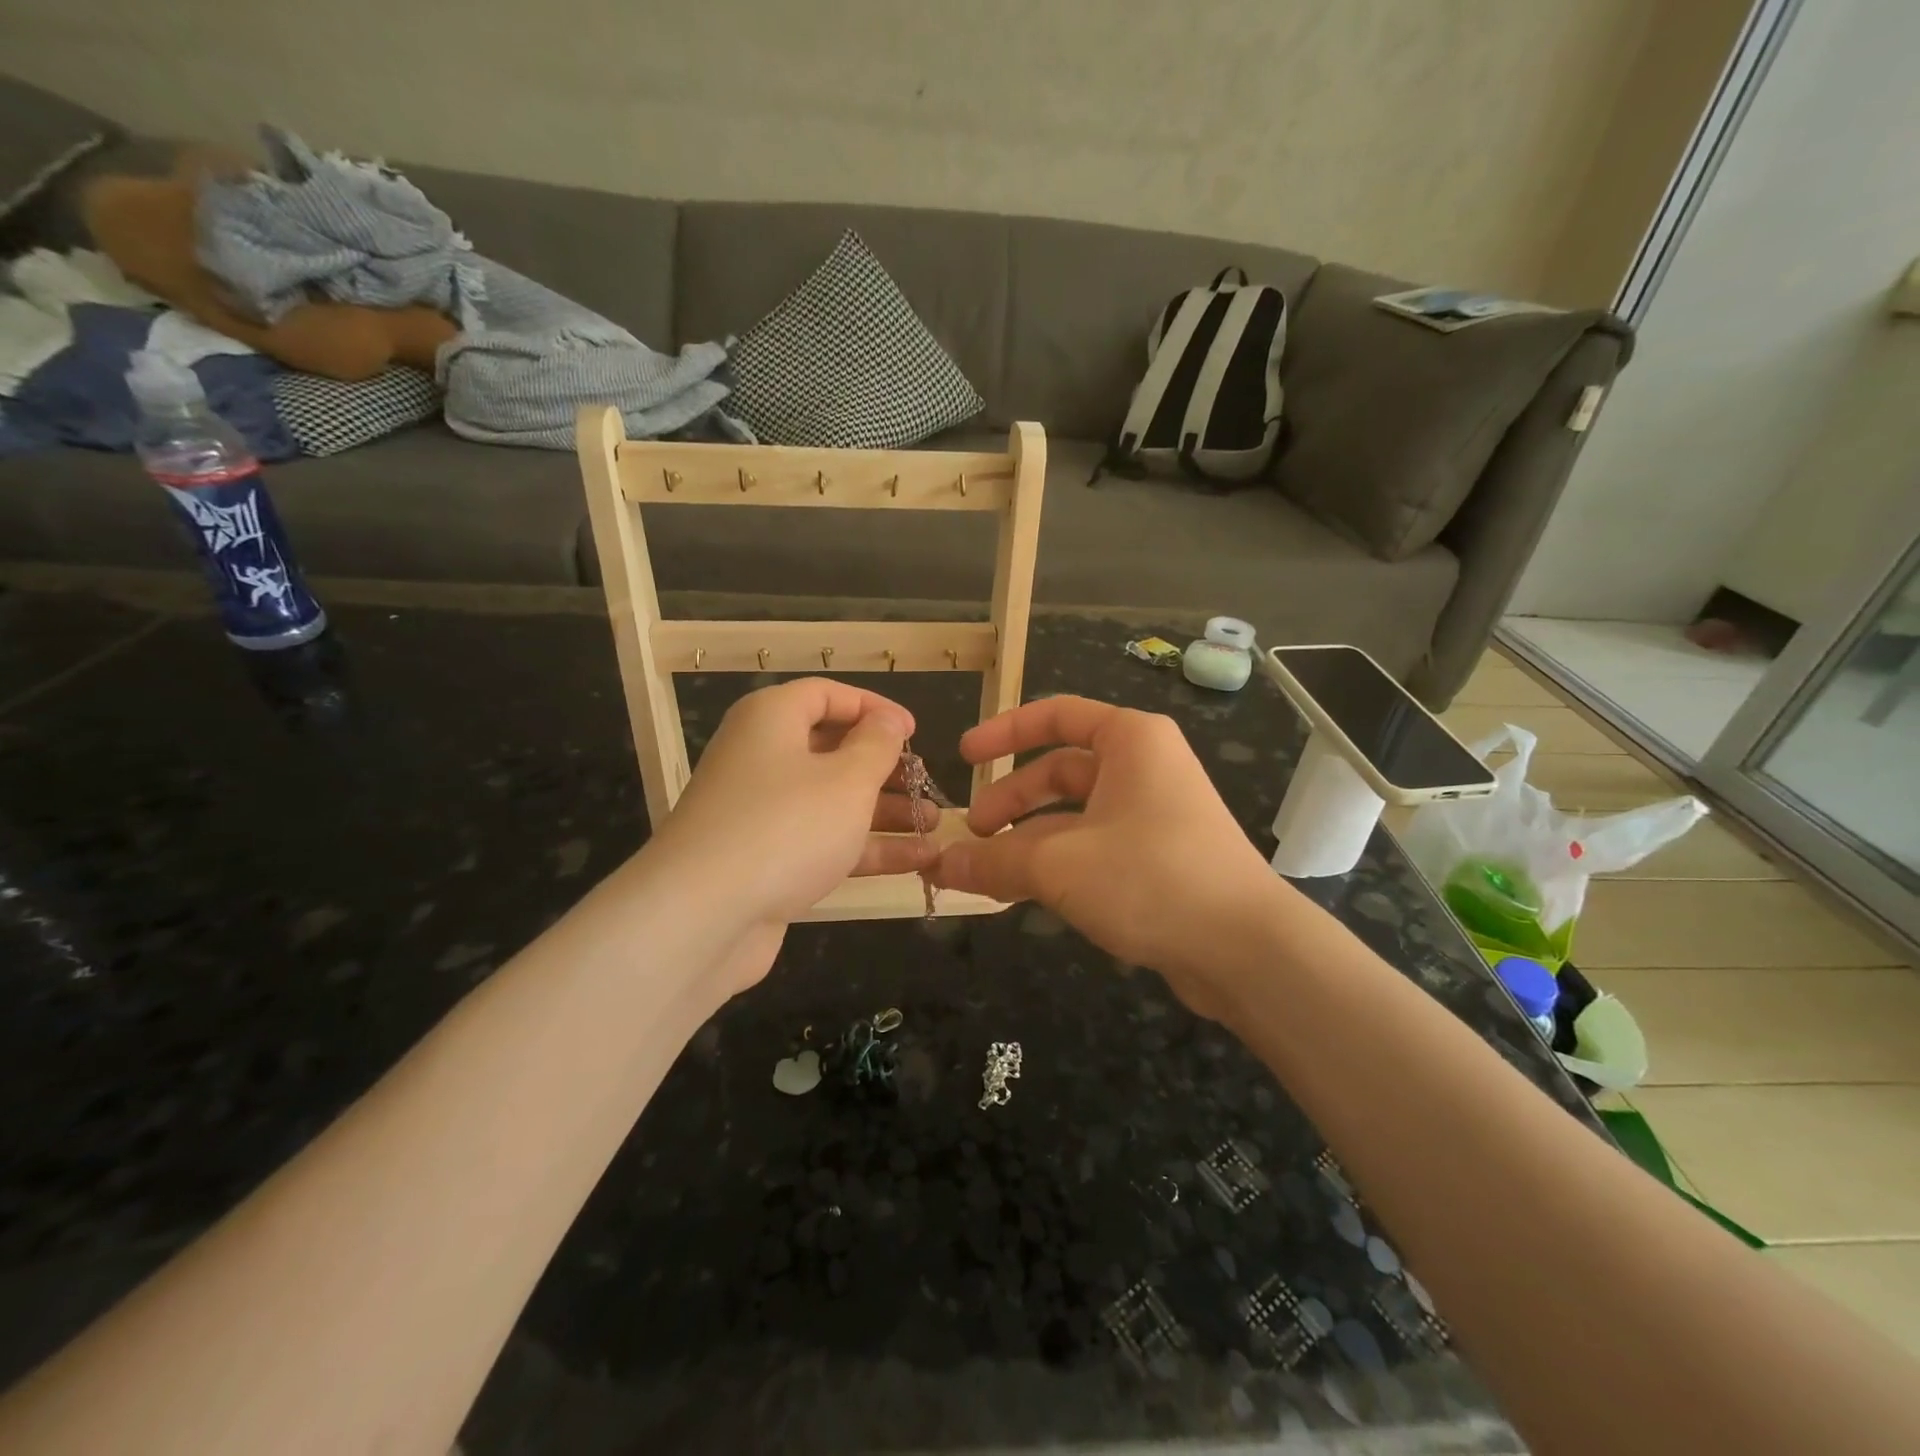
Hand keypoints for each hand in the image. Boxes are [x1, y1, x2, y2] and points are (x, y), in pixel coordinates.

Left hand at [647, 678, 937, 937]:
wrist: (703, 917)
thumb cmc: (786, 827)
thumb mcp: (847, 779)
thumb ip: (876, 745)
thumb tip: (886, 721)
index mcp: (771, 720)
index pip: (827, 695)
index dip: (874, 708)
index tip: (915, 733)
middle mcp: (762, 758)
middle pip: (832, 749)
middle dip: (884, 767)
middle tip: (926, 783)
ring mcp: (761, 813)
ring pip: (831, 800)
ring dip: (884, 811)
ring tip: (933, 824)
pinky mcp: (766, 860)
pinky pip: (823, 841)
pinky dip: (865, 847)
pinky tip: (917, 860)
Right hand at [927, 696, 1278, 1009]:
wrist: (1247, 950)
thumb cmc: (1151, 878)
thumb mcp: (1060, 865)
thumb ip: (994, 861)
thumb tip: (940, 865)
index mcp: (1130, 741)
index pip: (1056, 715)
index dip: (1004, 731)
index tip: (964, 756)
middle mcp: (1145, 768)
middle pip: (1060, 771)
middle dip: (1011, 800)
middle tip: (972, 833)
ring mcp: (1154, 815)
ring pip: (1074, 816)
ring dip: (1028, 840)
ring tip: (988, 873)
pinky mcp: (1159, 859)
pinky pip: (1093, 847)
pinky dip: (1057, 864)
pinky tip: (1023, 894)